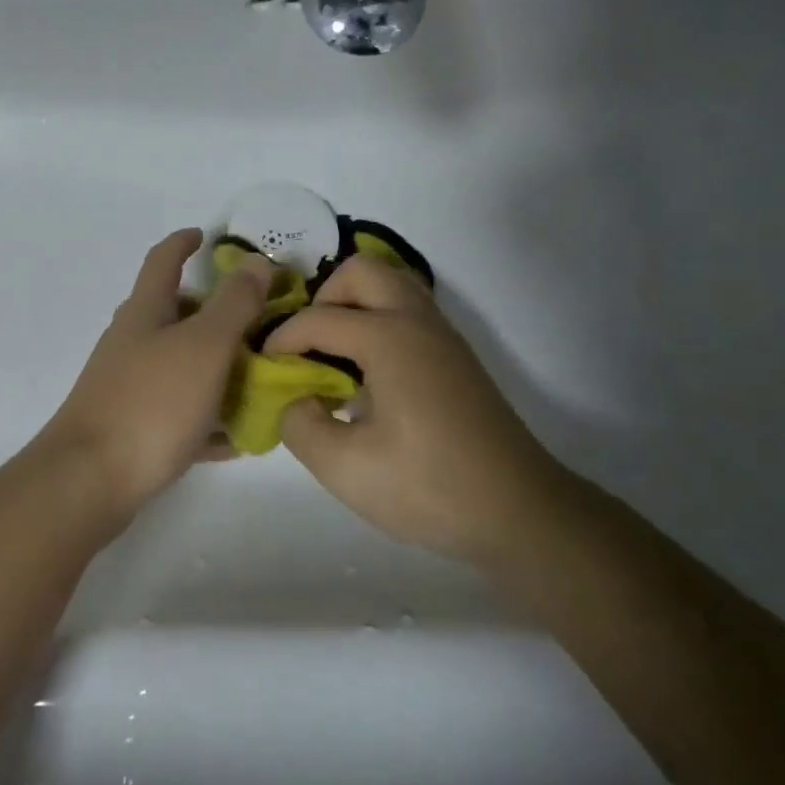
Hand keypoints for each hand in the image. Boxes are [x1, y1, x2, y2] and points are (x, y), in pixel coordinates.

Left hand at [42, 228, 273, 520]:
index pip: (163, 260)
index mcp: (145, 312)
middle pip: (173, 314)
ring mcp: (128, 386)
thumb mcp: (204, 346)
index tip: (206, 235)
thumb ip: (233, 303)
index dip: (183, 243)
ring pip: (179, 365)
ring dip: (215, 367)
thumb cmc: (151, 402)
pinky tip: (235, 438)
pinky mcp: (131, 428)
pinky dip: (206, 417)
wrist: (89, 481)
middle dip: (212, 313)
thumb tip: (254, 260)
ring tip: (257, 380)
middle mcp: (132, 342)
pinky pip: (178, 413)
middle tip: (255, 322)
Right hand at [265, 254, 558, 566]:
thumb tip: (293, 399)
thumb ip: (299, 424)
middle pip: (361, 272)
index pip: (318, 318)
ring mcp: (443, 336)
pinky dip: (378, 322)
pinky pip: (408, 312)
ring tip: (334, 357)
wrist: (520, 513)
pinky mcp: (456, 357)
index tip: (264, 368)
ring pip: (391, 286)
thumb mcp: (345, 468)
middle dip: (323, 298)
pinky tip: (368, 377)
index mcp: (389, 337)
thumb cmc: (429, 487)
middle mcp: (417, 321)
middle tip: (307, 346)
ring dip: (354, 306)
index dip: (282, 339)